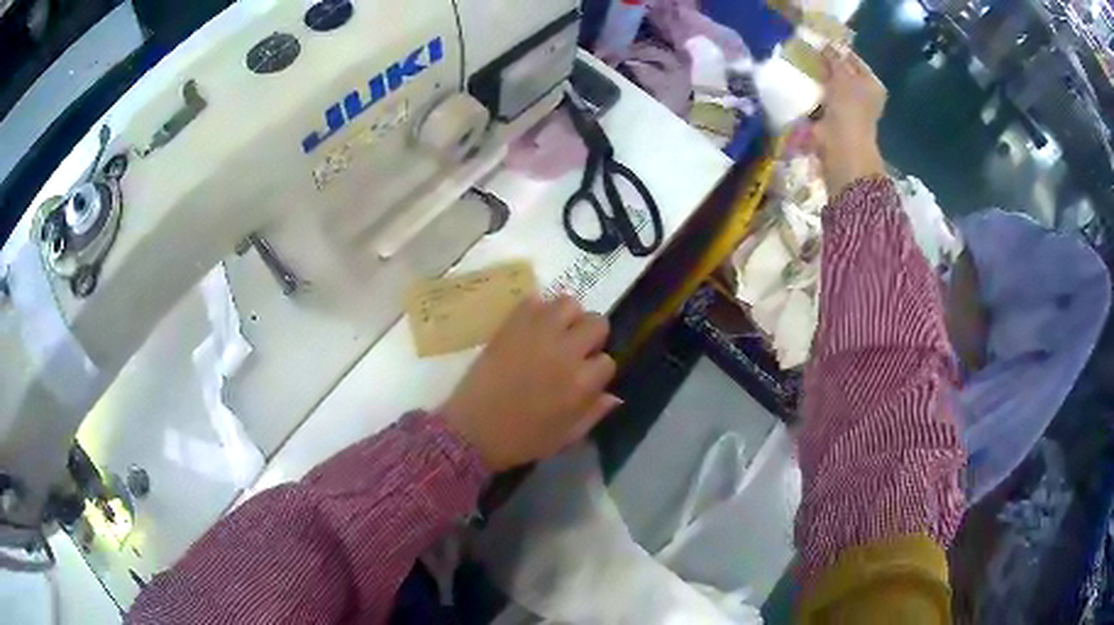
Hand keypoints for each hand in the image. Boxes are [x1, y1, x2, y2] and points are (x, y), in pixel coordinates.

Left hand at [440, 296, 619, 471]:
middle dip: (591, 336)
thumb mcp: (565, 438)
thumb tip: (614, 396)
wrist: (472, 430)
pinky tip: (532, 328)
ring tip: (555, 333)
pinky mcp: (511, 324)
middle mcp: (565, 352)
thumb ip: (594, 414)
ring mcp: (537, 333)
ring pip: (569, 303)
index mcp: (581, 383)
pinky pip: (534, 300)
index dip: (597, 369)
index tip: (585, 377)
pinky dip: (537, 310)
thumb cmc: (520, 440)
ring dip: (567, 317)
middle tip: (575, 350)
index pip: (608, 361)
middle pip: (597, 323)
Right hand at [811, 47, 888, 194]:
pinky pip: (821, 99)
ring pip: (831, 86)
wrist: (841, 143)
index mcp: (872, 85)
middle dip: (826, 64)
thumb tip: (825, 44)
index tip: (819, 41)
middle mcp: (864, 96)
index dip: (837, 50)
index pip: (853, 60)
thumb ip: (833, 57)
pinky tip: (802, 83)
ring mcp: (849, 109)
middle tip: (808, 51)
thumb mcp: (842, 74)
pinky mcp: (834, 119)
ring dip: (818, 78)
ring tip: (802, 64)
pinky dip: (813, 93)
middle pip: (842, 73)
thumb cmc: (849, 106)